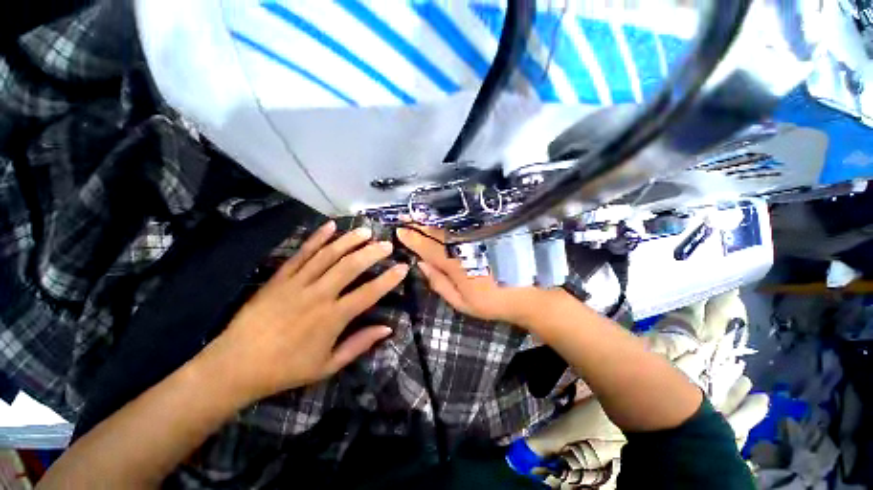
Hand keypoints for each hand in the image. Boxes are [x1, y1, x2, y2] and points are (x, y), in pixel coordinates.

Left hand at [200, 221, 408, 402]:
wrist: (234, 366)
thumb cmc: (286, 369)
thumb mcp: (328, 366)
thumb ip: (359, 344)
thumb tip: (388, 329)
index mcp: (332, 318)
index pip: (369, 293)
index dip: (389, 279)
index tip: (403, 267)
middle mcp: (318, 295)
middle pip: (350, 267)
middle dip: (372, 253)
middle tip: (387, 244)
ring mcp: (297, 283)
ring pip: (328, 255)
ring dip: (349, 241)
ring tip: (365, 231)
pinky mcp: (280, 277)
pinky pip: (301, 253)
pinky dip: (316, 238)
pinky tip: (330, 226)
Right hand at [396, 226, 563, 326]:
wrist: (527, 294)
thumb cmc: (492, 302)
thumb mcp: (461, 302)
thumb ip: (439, 283)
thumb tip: (420, 263)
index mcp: (455, 265)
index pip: (427, 248)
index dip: (412, 238)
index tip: (399, 230)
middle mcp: (463, 247)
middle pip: (436, 233)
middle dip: (418, 223)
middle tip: (404, 215)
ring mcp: (476, 238)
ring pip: (448, 227)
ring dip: (431, 220)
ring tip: (417, 214)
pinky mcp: (486, 235)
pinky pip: (463, 225)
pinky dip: (448, 221)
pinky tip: (441, 218)